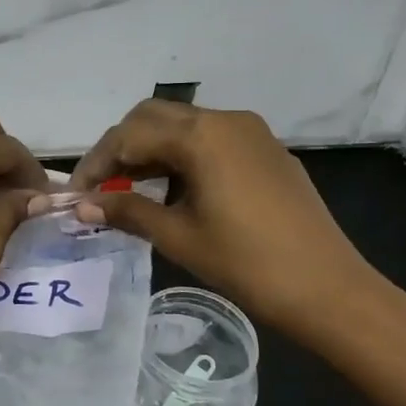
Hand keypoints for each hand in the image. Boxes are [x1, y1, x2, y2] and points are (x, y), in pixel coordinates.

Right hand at [70, 100, 394, 350]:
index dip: (96, 163)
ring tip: (131, 190)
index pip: (129, 135)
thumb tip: (83, 205)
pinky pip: (210, 139)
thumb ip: (127, 210)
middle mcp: (225, 120)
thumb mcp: (178, 237)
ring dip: (150, 149)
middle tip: (102, 185)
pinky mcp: (266, 151)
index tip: (75, 193)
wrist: (329, 289)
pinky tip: (174, 190)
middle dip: (121, 147)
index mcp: (201, 136)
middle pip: (153, 116)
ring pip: (183, 124)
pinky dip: (181, 155)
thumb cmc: (247, 263)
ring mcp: (251, 133)